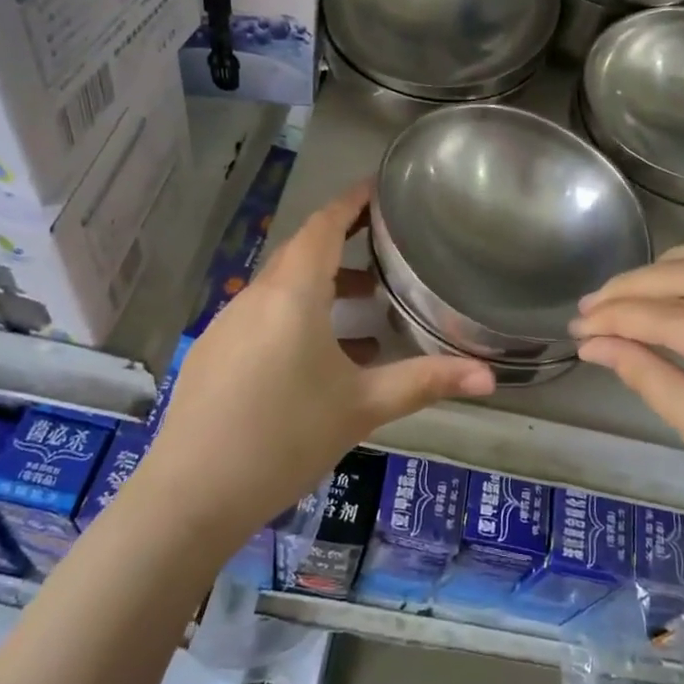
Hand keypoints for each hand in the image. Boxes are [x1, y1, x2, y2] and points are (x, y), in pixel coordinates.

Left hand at [140, 180, 493, 543]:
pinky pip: (263, 317)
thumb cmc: (285, 437)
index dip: (351, 201)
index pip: (323, 226)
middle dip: (343, 244)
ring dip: (323, 287)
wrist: (191, 496)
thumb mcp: (362, 407)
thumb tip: (492, 377)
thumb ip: (426, 383)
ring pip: (282, 288)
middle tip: (386, 247)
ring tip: (366, 309)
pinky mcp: (214, 353)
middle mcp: (255, 297)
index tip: (378, 187)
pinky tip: (322, 359)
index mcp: (292, 294)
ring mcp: (228, 325)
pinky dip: (297, 317)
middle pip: (302, 253)